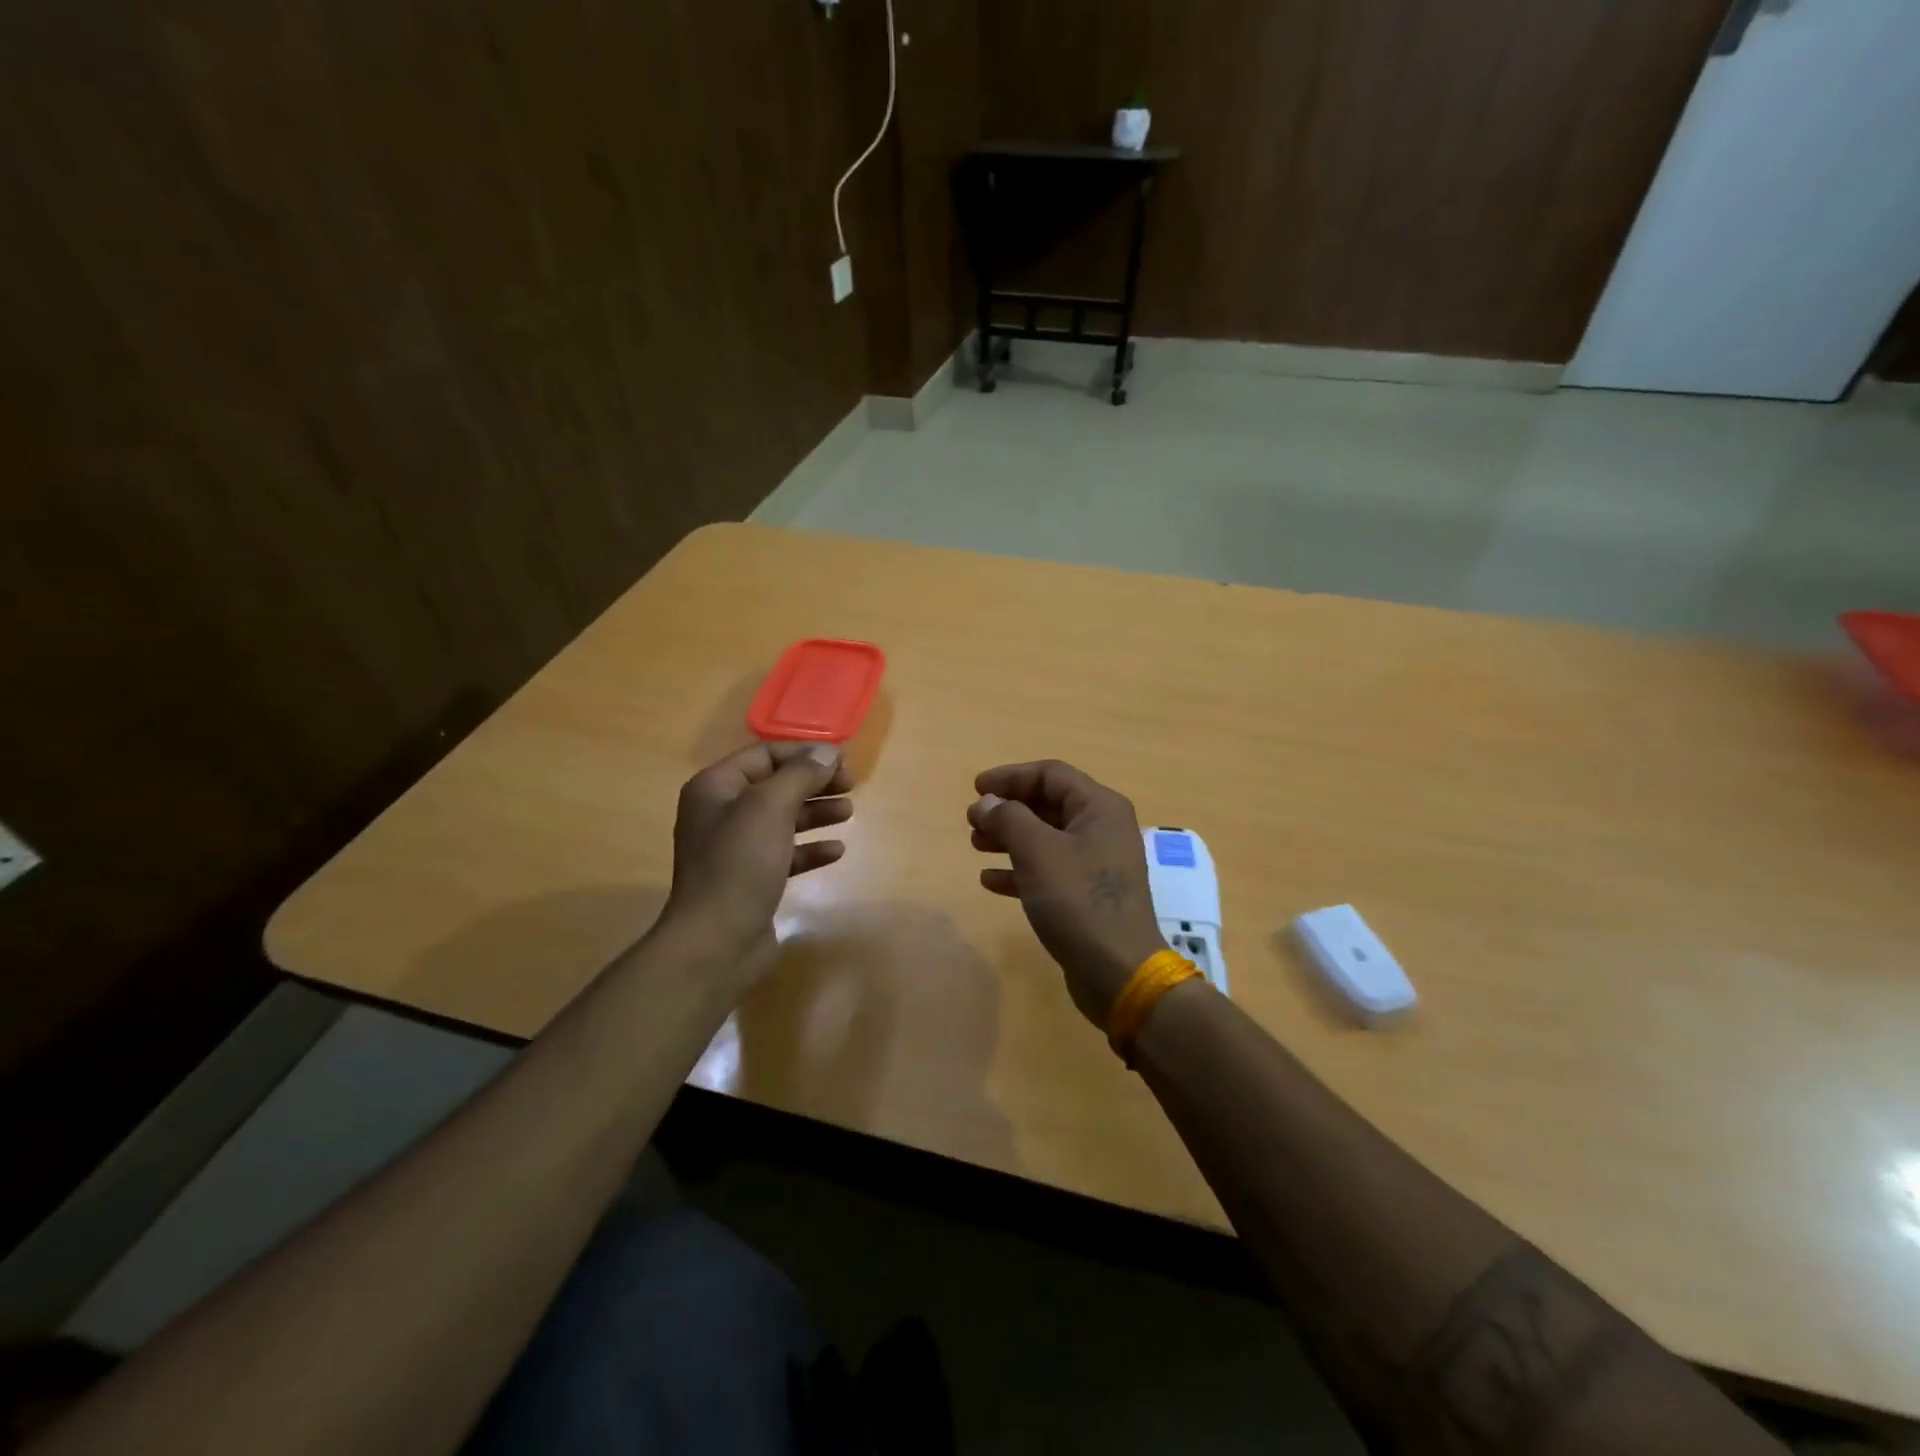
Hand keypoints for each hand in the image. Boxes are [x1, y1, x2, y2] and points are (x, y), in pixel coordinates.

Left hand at [663, 742, 852, 982]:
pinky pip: (785, 853)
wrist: (716, 940)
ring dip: (816, 813)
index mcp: (716, 788)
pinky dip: (810, 848)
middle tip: (851, 784)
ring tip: (848, 812)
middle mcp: (722, 813)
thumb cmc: (739, 863)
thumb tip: (828, 752)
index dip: (804, 754)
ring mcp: (735, 849)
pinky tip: (836, 850)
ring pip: (783, 819)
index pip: (764, 755)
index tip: (842, 759)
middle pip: (776, 786)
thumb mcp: (770, 807)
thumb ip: (801, 775)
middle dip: (814, 783)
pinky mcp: (751, 879)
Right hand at [968, 760, 1165, 1026]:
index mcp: (1099, 807)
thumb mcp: (1037, 852)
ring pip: (1046, 837)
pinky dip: (1020, 869)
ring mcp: (1097, 863)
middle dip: (1008, 808)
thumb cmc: (1078, 900)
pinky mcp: (1088, 894)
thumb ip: (1008, 818)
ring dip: (1009, 837)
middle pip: (1048, 804)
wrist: (1118, 971)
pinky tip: (990, 880)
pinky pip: (1049, 869)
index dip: (1010, 777)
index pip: (1051, 774)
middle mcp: (1102, 828)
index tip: (975, 788)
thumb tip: (986, 802)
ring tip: (975, 844)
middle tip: (972, 819)